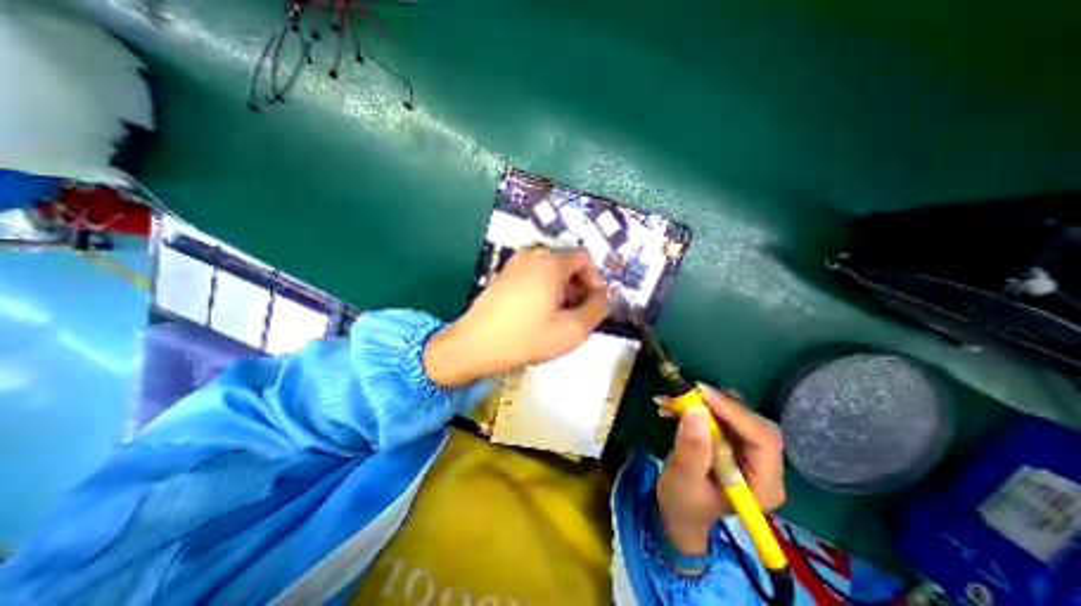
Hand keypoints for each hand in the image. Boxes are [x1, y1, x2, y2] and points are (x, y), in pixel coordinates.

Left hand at [421, 247, 605, 385]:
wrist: (475, 345)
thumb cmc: (526, 337)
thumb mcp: (573, 330)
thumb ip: (598, 309)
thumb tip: (602, 297)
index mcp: (550, 262)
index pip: (584, 258)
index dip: (594, 280)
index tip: (593, 304)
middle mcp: (532, 254)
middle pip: (567, 264)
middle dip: (578, 287)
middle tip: (577, 314)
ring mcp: (514, 263)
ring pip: (550, 271)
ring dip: (561, 290)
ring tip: (558, 318)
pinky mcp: (503, 275)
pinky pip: (533, 276)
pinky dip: (544, 290)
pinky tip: (538, 315)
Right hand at [653, 386, 781, 556]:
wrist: (679, 510)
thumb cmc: (683, 504)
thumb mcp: (684, 480)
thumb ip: (692, 450)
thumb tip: (696, 410)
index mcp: (764, 484)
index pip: (763, 439)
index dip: (735, 412)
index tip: (702, 393)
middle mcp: (764, 465)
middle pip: (752, 422)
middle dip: (719, 404)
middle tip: (686, 393)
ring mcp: (749, 450)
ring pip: (736, 412)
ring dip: (705, 402)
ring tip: (673, 400)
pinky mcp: (732, 439)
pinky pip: (721, 413)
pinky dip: (698, 405)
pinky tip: (674, 407)